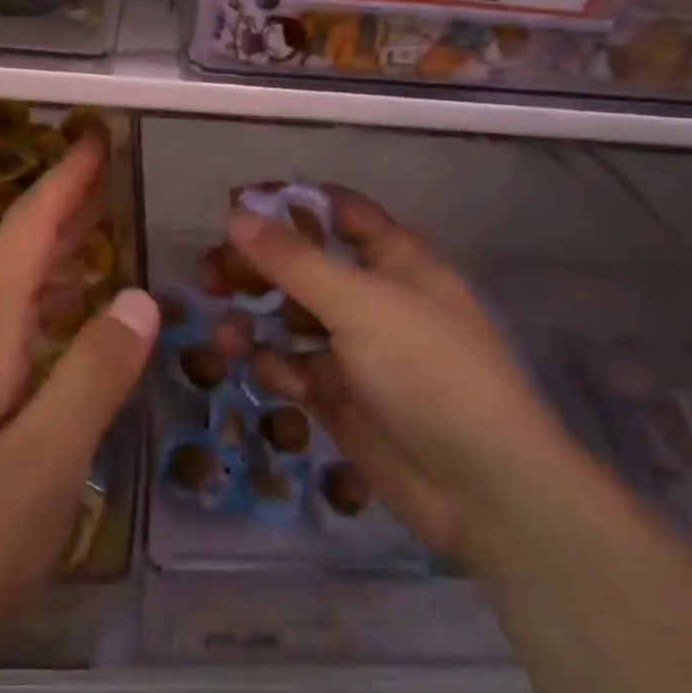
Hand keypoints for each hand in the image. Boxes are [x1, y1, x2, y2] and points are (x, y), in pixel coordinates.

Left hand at [0, 137, 157, 674]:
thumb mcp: (41, 464)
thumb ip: (92, 376)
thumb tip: (140, 297)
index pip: (28, 231)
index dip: (64, 180)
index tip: (96, 137)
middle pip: (19, 248)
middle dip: (64, 202)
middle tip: (110, 169)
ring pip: (15, 286)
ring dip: (57, 247)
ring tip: (102, 224)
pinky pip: (14, 325)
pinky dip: (49, 298)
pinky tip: (71, 317)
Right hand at [221, 189, 576, 573]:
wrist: (481, 488)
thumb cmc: (429, 371)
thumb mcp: (360, 304)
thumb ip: (294, 260)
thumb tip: (236, 215)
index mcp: (394, 258)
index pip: (336, 211)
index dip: (288, 204)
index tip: (235, 206)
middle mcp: (373, 295)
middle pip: (303, 264)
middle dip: (258, 266)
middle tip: (210, 274)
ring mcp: (356, 347)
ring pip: (291, 317)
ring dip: (256, 319)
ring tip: (225, 332)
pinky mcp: (340, 394)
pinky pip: (294, 366)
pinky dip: (277, 367)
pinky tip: (271, 377)